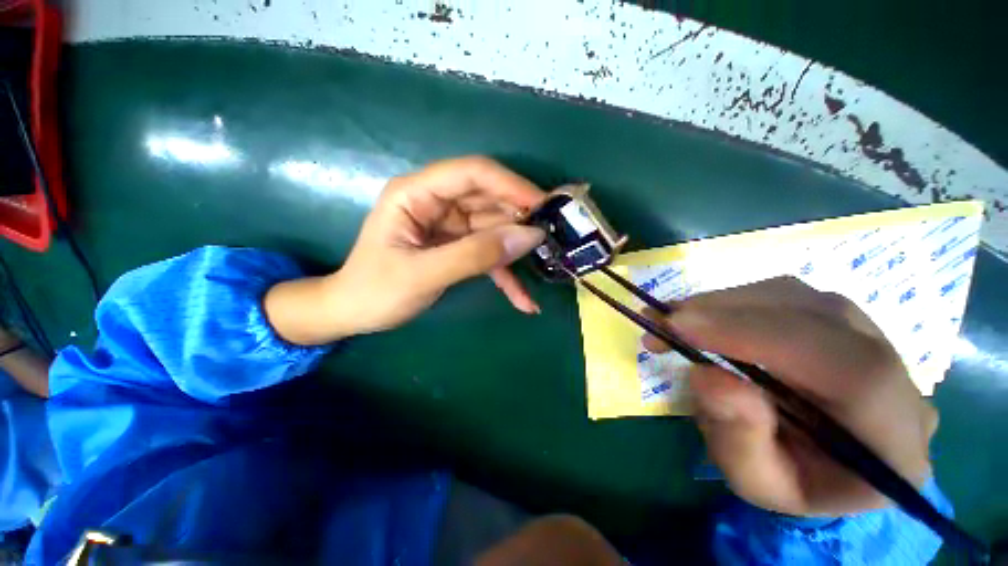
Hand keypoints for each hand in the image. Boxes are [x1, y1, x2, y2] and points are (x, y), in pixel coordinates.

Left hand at [265, 157, 546, 344]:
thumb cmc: (375, 292)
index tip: (544, 207)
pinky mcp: (457, 248)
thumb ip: (475, 255)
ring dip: (519, 251)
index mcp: (417, 194)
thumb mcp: (423, 274)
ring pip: (494, 229)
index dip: (511, 185)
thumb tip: (529, 237)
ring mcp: (449, 227)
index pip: (472, 173)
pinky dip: (506, 276)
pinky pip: (487, 255)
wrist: (353, 313)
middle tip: (554, 239)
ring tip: (548, 266)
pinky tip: (524, 301)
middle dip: (521, 220)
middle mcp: (436, 203)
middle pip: (489, 201)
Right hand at [642, 277, 936, 516]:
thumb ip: (739, 440)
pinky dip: (732, 301)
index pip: (849, 369)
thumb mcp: (758, 483)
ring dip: (724, 304)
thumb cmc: (796, 482)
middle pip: (819, 317)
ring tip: (673, 321)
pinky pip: (783, 294)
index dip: (760, 337)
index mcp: (895, 439)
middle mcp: (900, 375)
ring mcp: (873, 337)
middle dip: (727, 313)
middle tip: (661, 322)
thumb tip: (707, 374)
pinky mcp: (839, 318)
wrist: (828, 462)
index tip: (679, 327)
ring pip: (796, 297)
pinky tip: (700, 317)